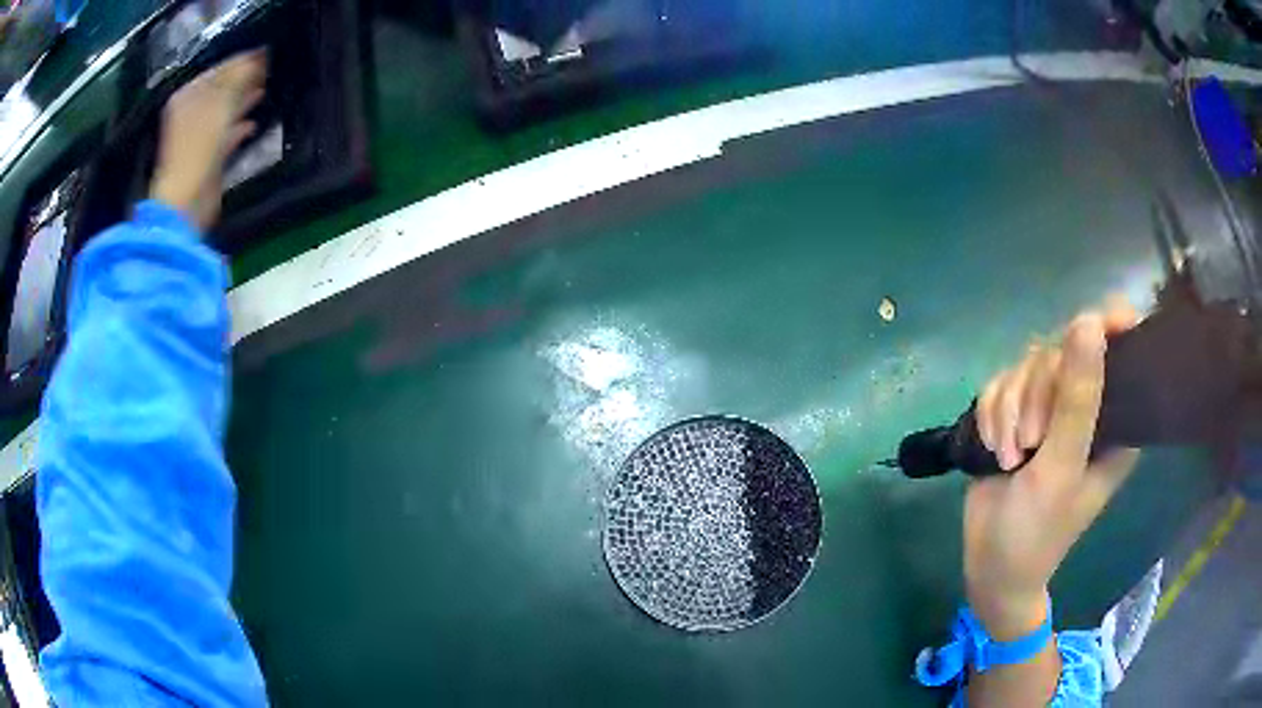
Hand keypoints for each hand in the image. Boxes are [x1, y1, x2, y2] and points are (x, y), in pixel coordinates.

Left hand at [149, 51, 266, 230]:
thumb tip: (258, 56)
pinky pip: (226, 135)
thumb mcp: (221, 104)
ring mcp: (197, 136)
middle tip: (268, 69)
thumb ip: (240, 77)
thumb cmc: (198, 149)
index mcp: (188, 96)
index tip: (267, 53)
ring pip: (224, 111)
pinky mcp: (206, 158)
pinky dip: (239, 128)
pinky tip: (252, 124)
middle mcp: (190, 112)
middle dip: (243, 79)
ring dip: (243, 101)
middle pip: (221, 89)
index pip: (220, 69)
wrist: (186, 201)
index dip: (243, 60)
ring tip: (264, 90)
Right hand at [966, 298, 1140, 639]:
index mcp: (1115, 419)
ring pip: (1026, 364)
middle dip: (1035, 392)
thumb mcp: (1061, 468)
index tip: (1083, 329)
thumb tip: (1088, 320)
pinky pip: (1001, 382)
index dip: (1107, 327)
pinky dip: (991, 413)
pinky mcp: (1018, 414)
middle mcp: (1086, 406)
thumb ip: (1077, 398)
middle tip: (1028, 442)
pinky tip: (992, 447)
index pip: (1122, 350)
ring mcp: (1050, 408)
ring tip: (1008, 455)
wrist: (990, 566)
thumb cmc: (1038, 531)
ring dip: (1009, 409)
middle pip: (1062, 349)